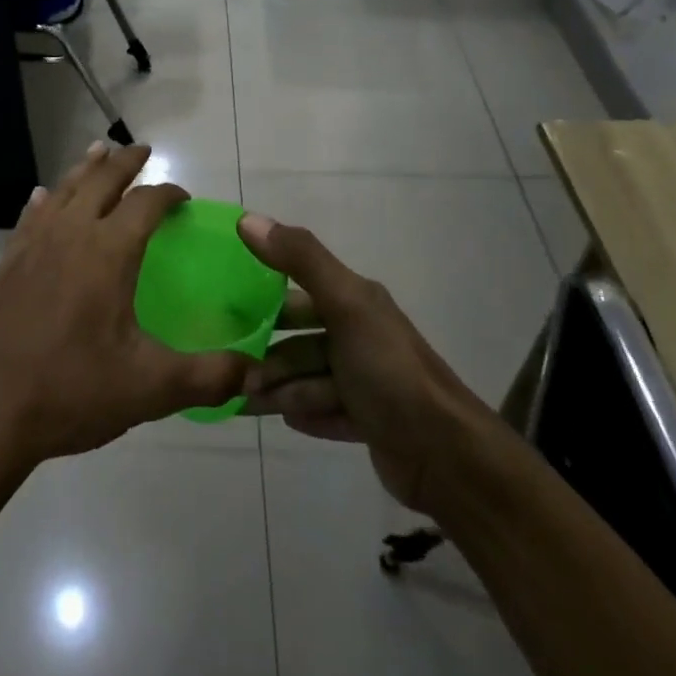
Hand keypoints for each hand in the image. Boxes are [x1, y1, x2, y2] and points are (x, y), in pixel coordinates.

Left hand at [0, 143, 249, 478]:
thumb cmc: (71, 391)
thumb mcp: (150, 389)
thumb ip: (209, 376)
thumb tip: (257, 371)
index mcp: (108, 252)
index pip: (145, 204)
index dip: (168, 193)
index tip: (183, 197)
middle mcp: (69, 235)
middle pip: (100, 181)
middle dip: (125, 162)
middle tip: (141, 150)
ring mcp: (32, 246)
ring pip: (64, 190)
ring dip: (85, 169)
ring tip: (99, 152)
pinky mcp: (8, 264)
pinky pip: (31, 216)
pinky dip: (46, 199)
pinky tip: (44, 197)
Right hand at [238, 214, 492, 519]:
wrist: (447, 456)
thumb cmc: (389, 371)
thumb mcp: (345, 305)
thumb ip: (299, 259)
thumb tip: (247, 219)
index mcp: (357, 303)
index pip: (301, 293)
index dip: (266, 303)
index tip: (227, 318)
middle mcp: (362, 336)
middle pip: (302, 340)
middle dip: (269, 355)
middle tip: (235, 374)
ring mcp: (367, 381)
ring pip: (311, 378)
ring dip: (282, 388)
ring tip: (249, 402)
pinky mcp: (371, 422)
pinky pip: (328, 412)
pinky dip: (306, 413)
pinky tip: (287, 420)